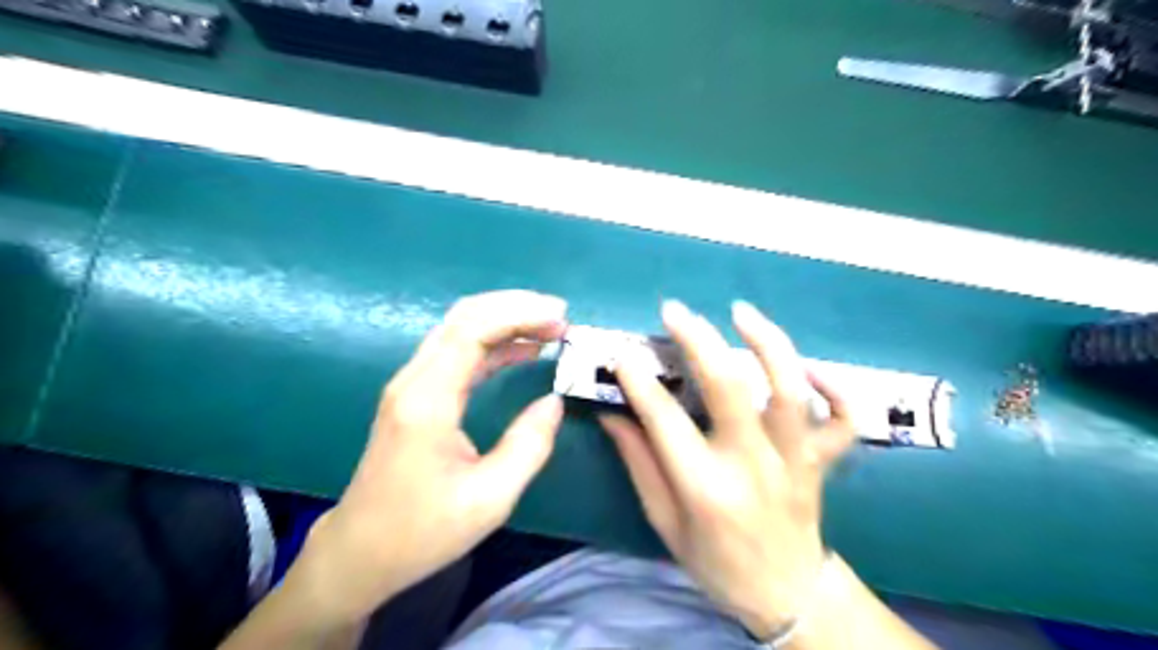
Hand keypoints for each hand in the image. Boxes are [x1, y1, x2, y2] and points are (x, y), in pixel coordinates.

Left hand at [291, 290, 567, 624]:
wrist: (360, 552)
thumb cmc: (422, 530)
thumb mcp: (490, 499)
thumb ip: (529, 445)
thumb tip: (554, 401)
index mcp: (428, 400)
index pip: (472, 330)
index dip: (520, 314)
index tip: (561, 317)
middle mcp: (414, 380)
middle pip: (464, 317)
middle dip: (516, 307)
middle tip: (561, 317)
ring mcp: (411, 384)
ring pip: (460, 329)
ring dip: (506, 321)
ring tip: (551, 329)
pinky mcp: (416, 394)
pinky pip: (458, 352)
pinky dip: (494, 343)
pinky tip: (524, 350)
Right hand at [601, 299, 853, 639]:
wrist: (786, 593)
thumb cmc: (716, 562)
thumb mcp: (664, 522)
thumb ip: (639, 464)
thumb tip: (614, 414)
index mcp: (705, 488)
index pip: (664, 420)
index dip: (639, 382)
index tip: (622, 354)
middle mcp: (752, 466)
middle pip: (729, 389)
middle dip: (698, 341)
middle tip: (674, 311)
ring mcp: (795, 461)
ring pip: (789, 392)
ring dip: (767, 345)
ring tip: (740, 312)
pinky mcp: (822, 461)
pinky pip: (844, 420)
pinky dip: (835, 387)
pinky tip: (810, 367)